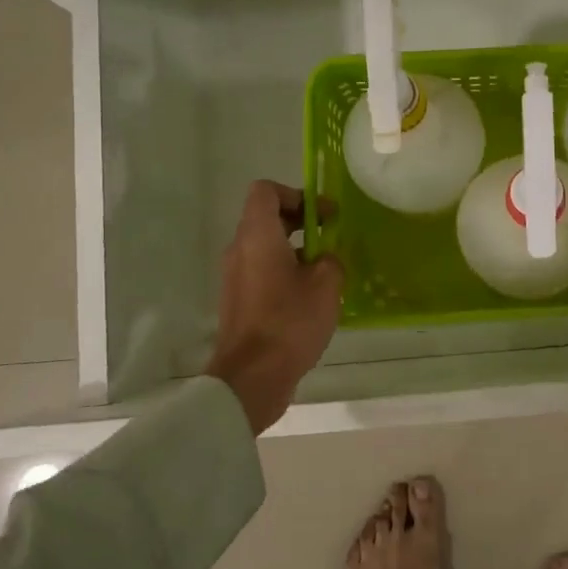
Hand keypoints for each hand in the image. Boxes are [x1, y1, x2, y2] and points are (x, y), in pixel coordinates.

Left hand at [205, 181, 344, 434]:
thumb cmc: (290, 322)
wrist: (252, 377)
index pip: (265, 191)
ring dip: (295, 249)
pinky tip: (311, 297)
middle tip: (331, 237)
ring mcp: (235, 277)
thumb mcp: (326, 284)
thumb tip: (326, 259)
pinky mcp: (239, 302)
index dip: (296, 194)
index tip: (323, 215)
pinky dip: (285, 272)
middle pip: (266, 218)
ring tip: (326, 270)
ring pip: (265, 247)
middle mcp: (240, 250)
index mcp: (257, 236)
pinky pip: (262, 272)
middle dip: (301, 221)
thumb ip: (331, 260)